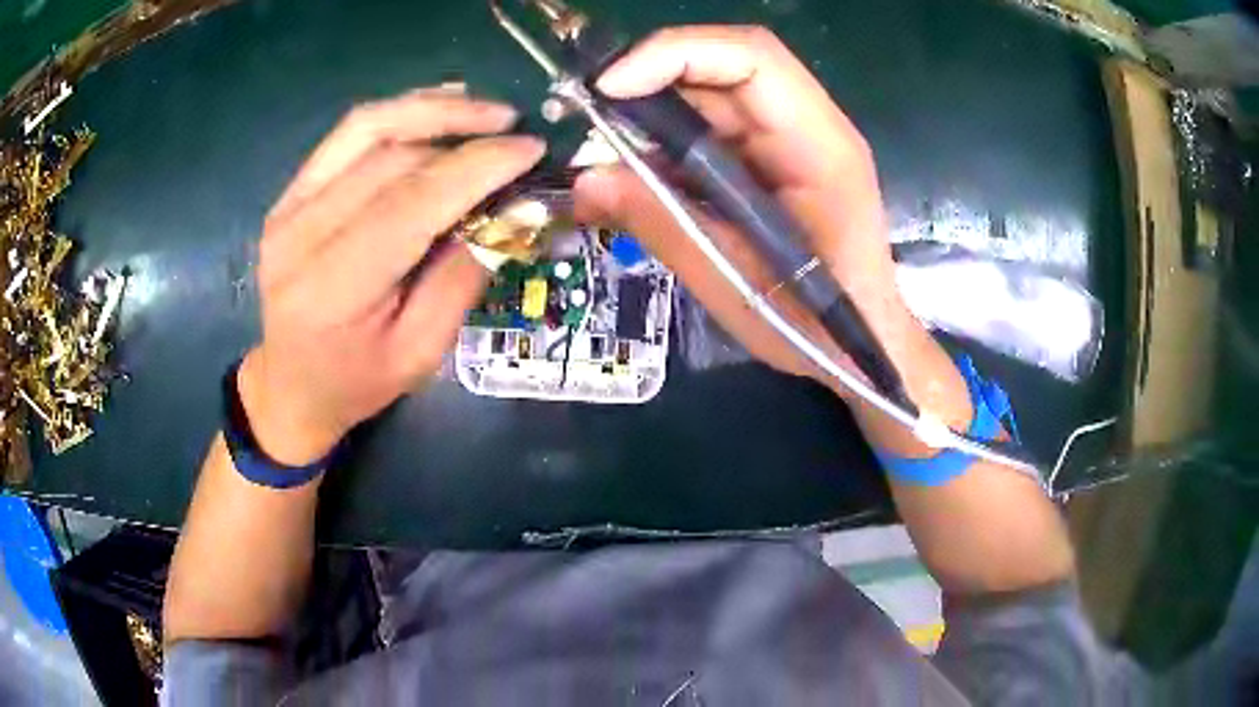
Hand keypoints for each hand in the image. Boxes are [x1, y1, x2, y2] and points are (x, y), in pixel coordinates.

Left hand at [239, 86, 544, 464]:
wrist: (291, 385)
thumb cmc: (357, 381)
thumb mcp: (421, 352)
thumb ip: (463, 276)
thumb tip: (516, 209)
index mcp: (332, 287)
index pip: (411, 201)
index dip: (477, 166)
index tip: (531, 150)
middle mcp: (300, 234)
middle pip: (392, 158)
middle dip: (464, 134)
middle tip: (518, 133)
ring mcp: (288, 206)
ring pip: (368, 128)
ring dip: (433, 108)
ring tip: (486, 110)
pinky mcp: (290, 193)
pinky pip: (349, 134)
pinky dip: (400, 112)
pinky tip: (439, 106)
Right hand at [573, 26, 920, 390]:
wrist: (860, 344)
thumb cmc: (816, 328)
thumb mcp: (734, 285)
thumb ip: (664, 225)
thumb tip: (586, 181)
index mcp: (820, 148)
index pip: (752, 59)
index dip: (675, 55)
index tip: (608, 89)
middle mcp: (810, 127)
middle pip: (725, 65)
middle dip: (651, 81)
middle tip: (592, 120)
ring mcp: (791, 138)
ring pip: (712, 93)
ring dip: (655, 114)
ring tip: (609, 158)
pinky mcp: (773, 156)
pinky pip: (713, 126)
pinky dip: (670, 142)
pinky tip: (643, 175)